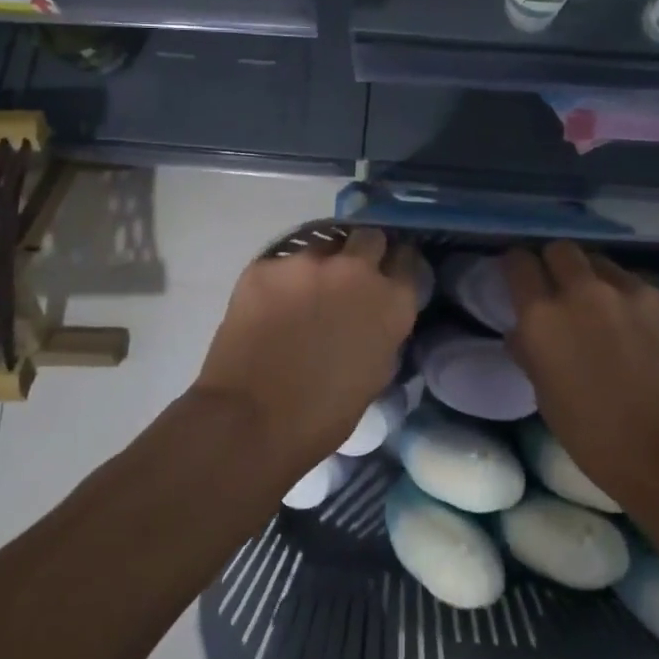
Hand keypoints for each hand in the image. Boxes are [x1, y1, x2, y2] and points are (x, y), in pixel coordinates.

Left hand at [194, 227, 423, 470]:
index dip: (397, 265)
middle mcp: (356, 270)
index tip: (387, 273)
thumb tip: (373, 315)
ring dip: (319, 266)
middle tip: (348, 277)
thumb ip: (382, 331)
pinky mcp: (266, 265)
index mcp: (391, 302)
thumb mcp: (375, 373)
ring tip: (302, 294)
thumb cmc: (322, 416)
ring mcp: (308, 263)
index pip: (407, 259)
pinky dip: (280, 281)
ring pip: (322, 246)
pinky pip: (281, 263)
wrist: (250, 420)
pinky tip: (269, 307)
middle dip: (363, 251)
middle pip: (370, 237)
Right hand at [503, 242, 658, 506]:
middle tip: (561, 291)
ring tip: (604, 310)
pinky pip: (637, 284)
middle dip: (556, 264)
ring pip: (602, 263)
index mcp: (543, 316)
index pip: (519, 262)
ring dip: (594, 279)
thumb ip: (530, 351)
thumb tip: (523, 331)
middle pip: (561, 249)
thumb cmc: (597, 439)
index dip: (517, 268)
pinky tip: (641, 330)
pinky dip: (630, 299)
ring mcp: (629, 290)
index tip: (520, 281)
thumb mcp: (546, 397)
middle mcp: (582, 290)